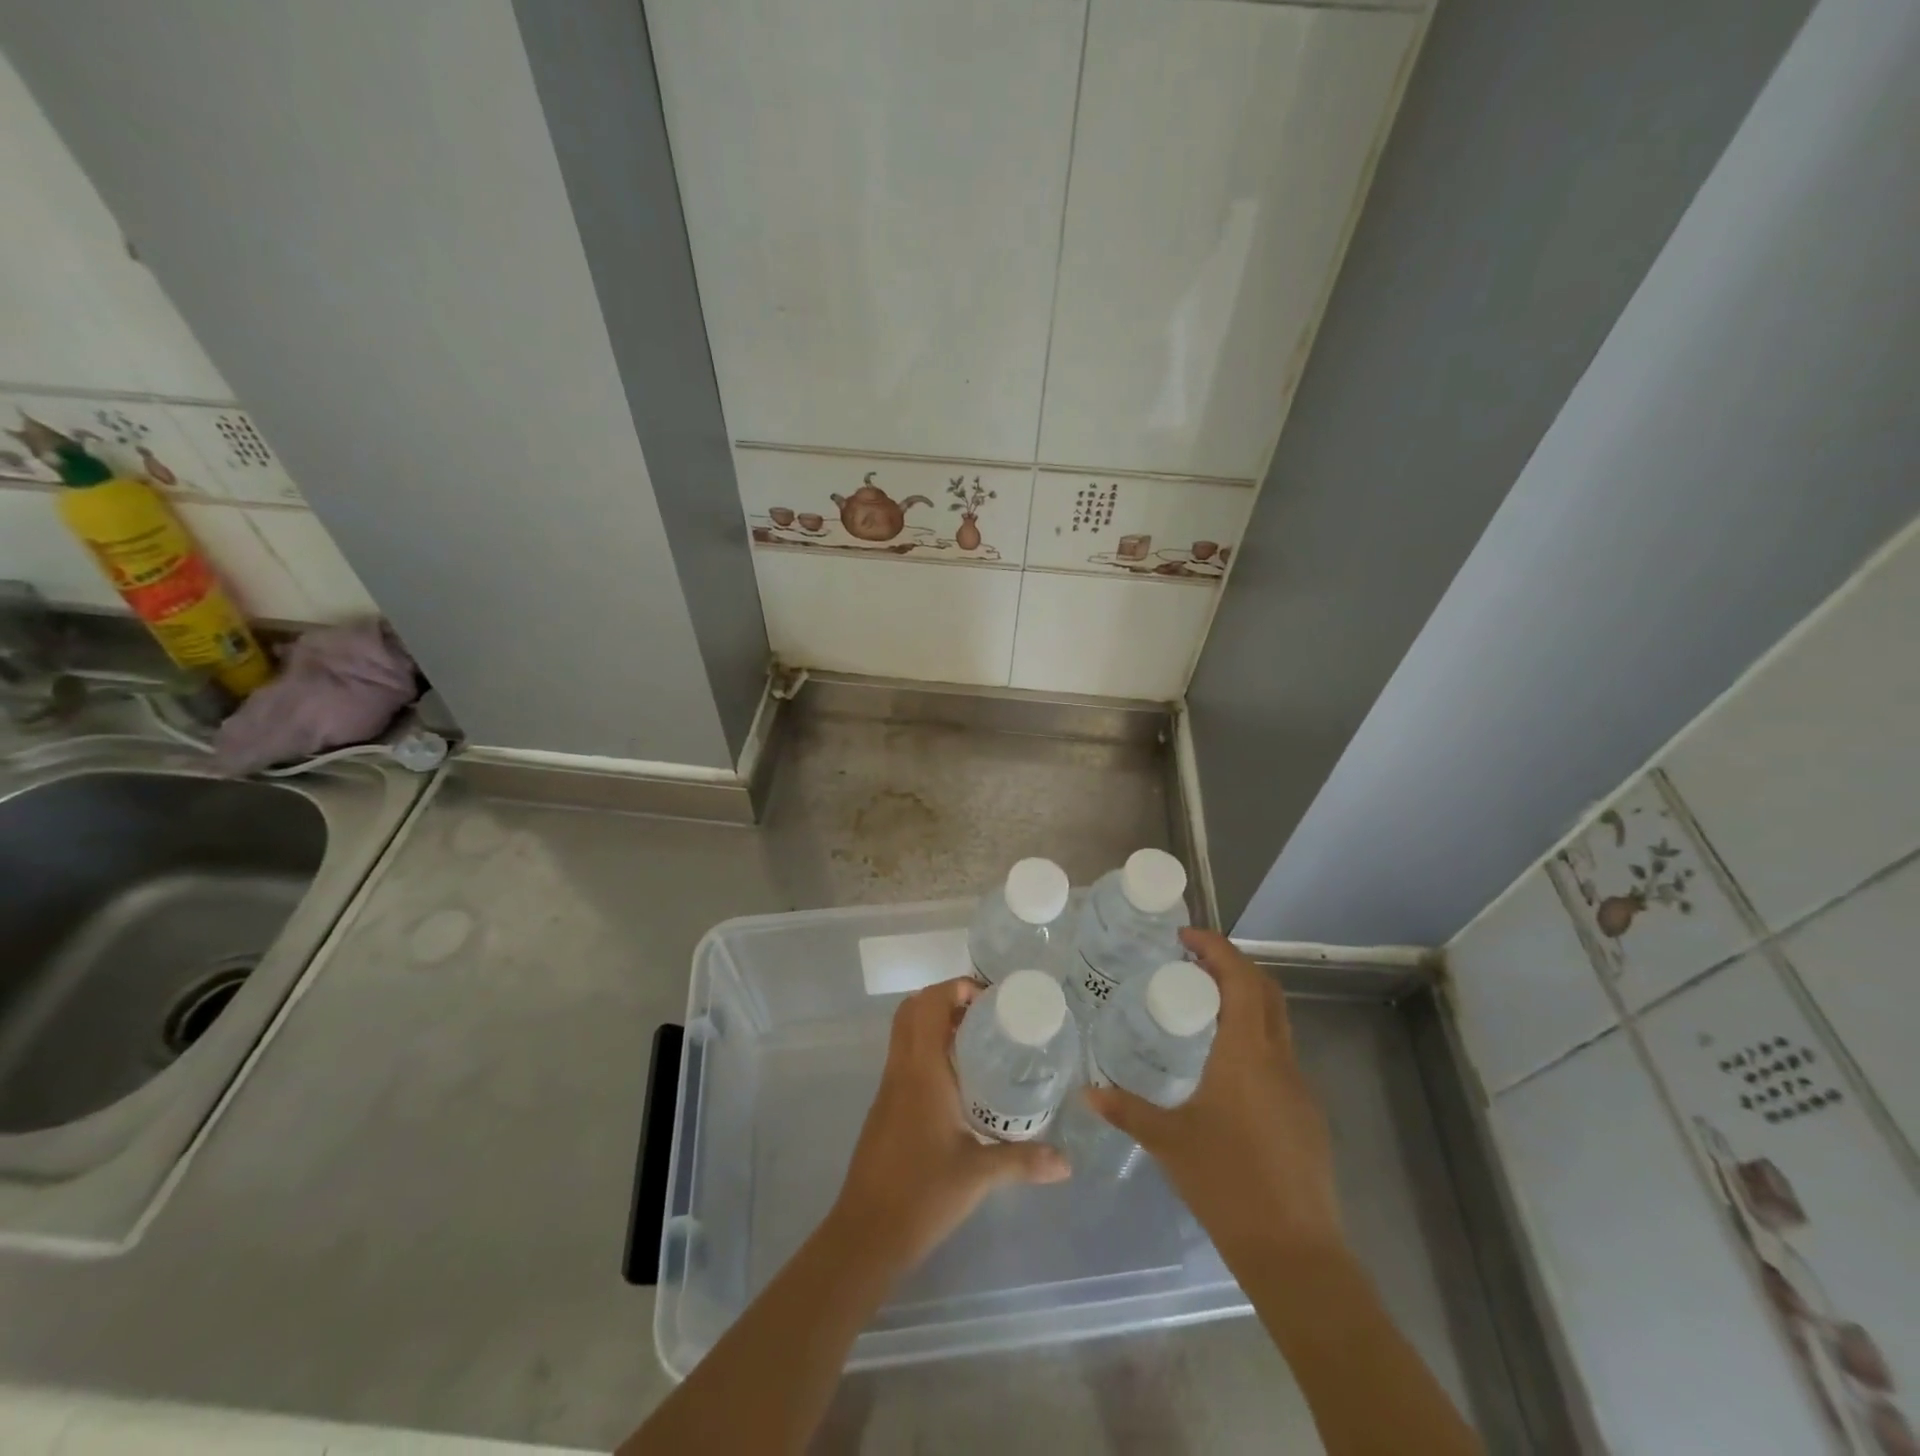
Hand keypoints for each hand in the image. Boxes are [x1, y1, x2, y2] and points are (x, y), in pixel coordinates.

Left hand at [829, 977, 1069, 1275]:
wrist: (867, 1233)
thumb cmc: (922, 1193)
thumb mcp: (978, 1174)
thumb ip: (1023, 1161)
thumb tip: (1066, 1162)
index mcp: (921, 1071)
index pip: (929, 1005)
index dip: (955, 987)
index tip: (989, 999)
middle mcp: (901, 1069)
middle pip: (912, 1010)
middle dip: (946, 1000)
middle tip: (984, 1016)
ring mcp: (889, 1088)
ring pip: (906, 1034)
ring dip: (936, 1024)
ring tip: (979, 1042)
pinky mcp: (886, 1107)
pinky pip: (905, 1058)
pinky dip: (929, 1050)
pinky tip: (960, 1081)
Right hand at [1085, 928, 1343, 1265]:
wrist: (1295, 1253)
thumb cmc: (1227, 1184)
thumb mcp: (1168, 1142)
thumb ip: (1126, 1110)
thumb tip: (1086, 1092)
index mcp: (1247, 1054)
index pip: (1241, 979)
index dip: (1217, 948)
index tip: (1185, 937)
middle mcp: (1279, 1060)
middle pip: (1265, 991)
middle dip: (1232, 966)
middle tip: (1190, 963)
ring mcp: (1299, 1087)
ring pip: (1276, 1022)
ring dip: (1244, 1000)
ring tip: (1200, 1007)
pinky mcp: (1306, 1114)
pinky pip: (1279, 1055)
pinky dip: (1253, 1037)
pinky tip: (1223, 1066)